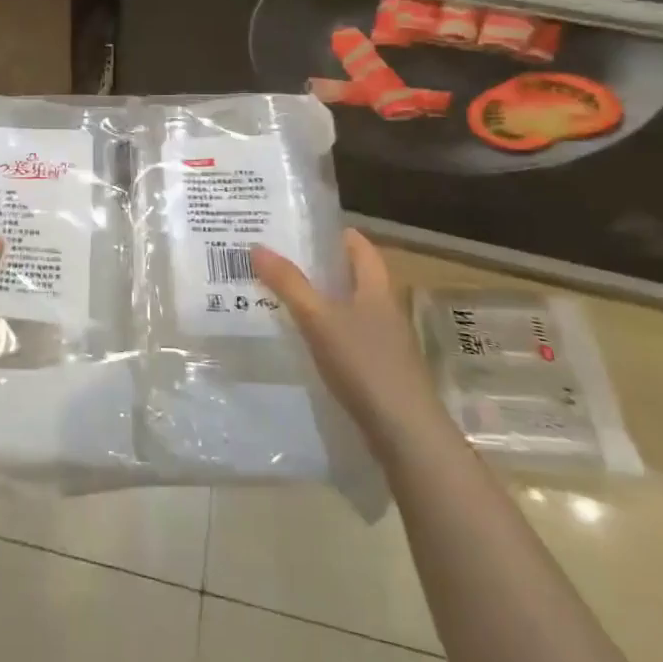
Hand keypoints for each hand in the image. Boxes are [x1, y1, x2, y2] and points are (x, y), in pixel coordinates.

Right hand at [253, 229, 440, 442]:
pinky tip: (301, 340)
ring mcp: (383, 342)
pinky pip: (346, 337)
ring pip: (347, 308)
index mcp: (376, 288)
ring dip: (319, 300)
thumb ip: (289, 284)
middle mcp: (384, 309)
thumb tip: (257, 246)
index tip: (301, 228)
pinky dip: (324, 331)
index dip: (334, 233)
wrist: (405, 433)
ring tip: (280, 295)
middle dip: (318, 267)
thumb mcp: (319, 319)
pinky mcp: (377, 370)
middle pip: (351, 277)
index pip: (360, 246)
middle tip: (278, 259)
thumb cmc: (365, 363)